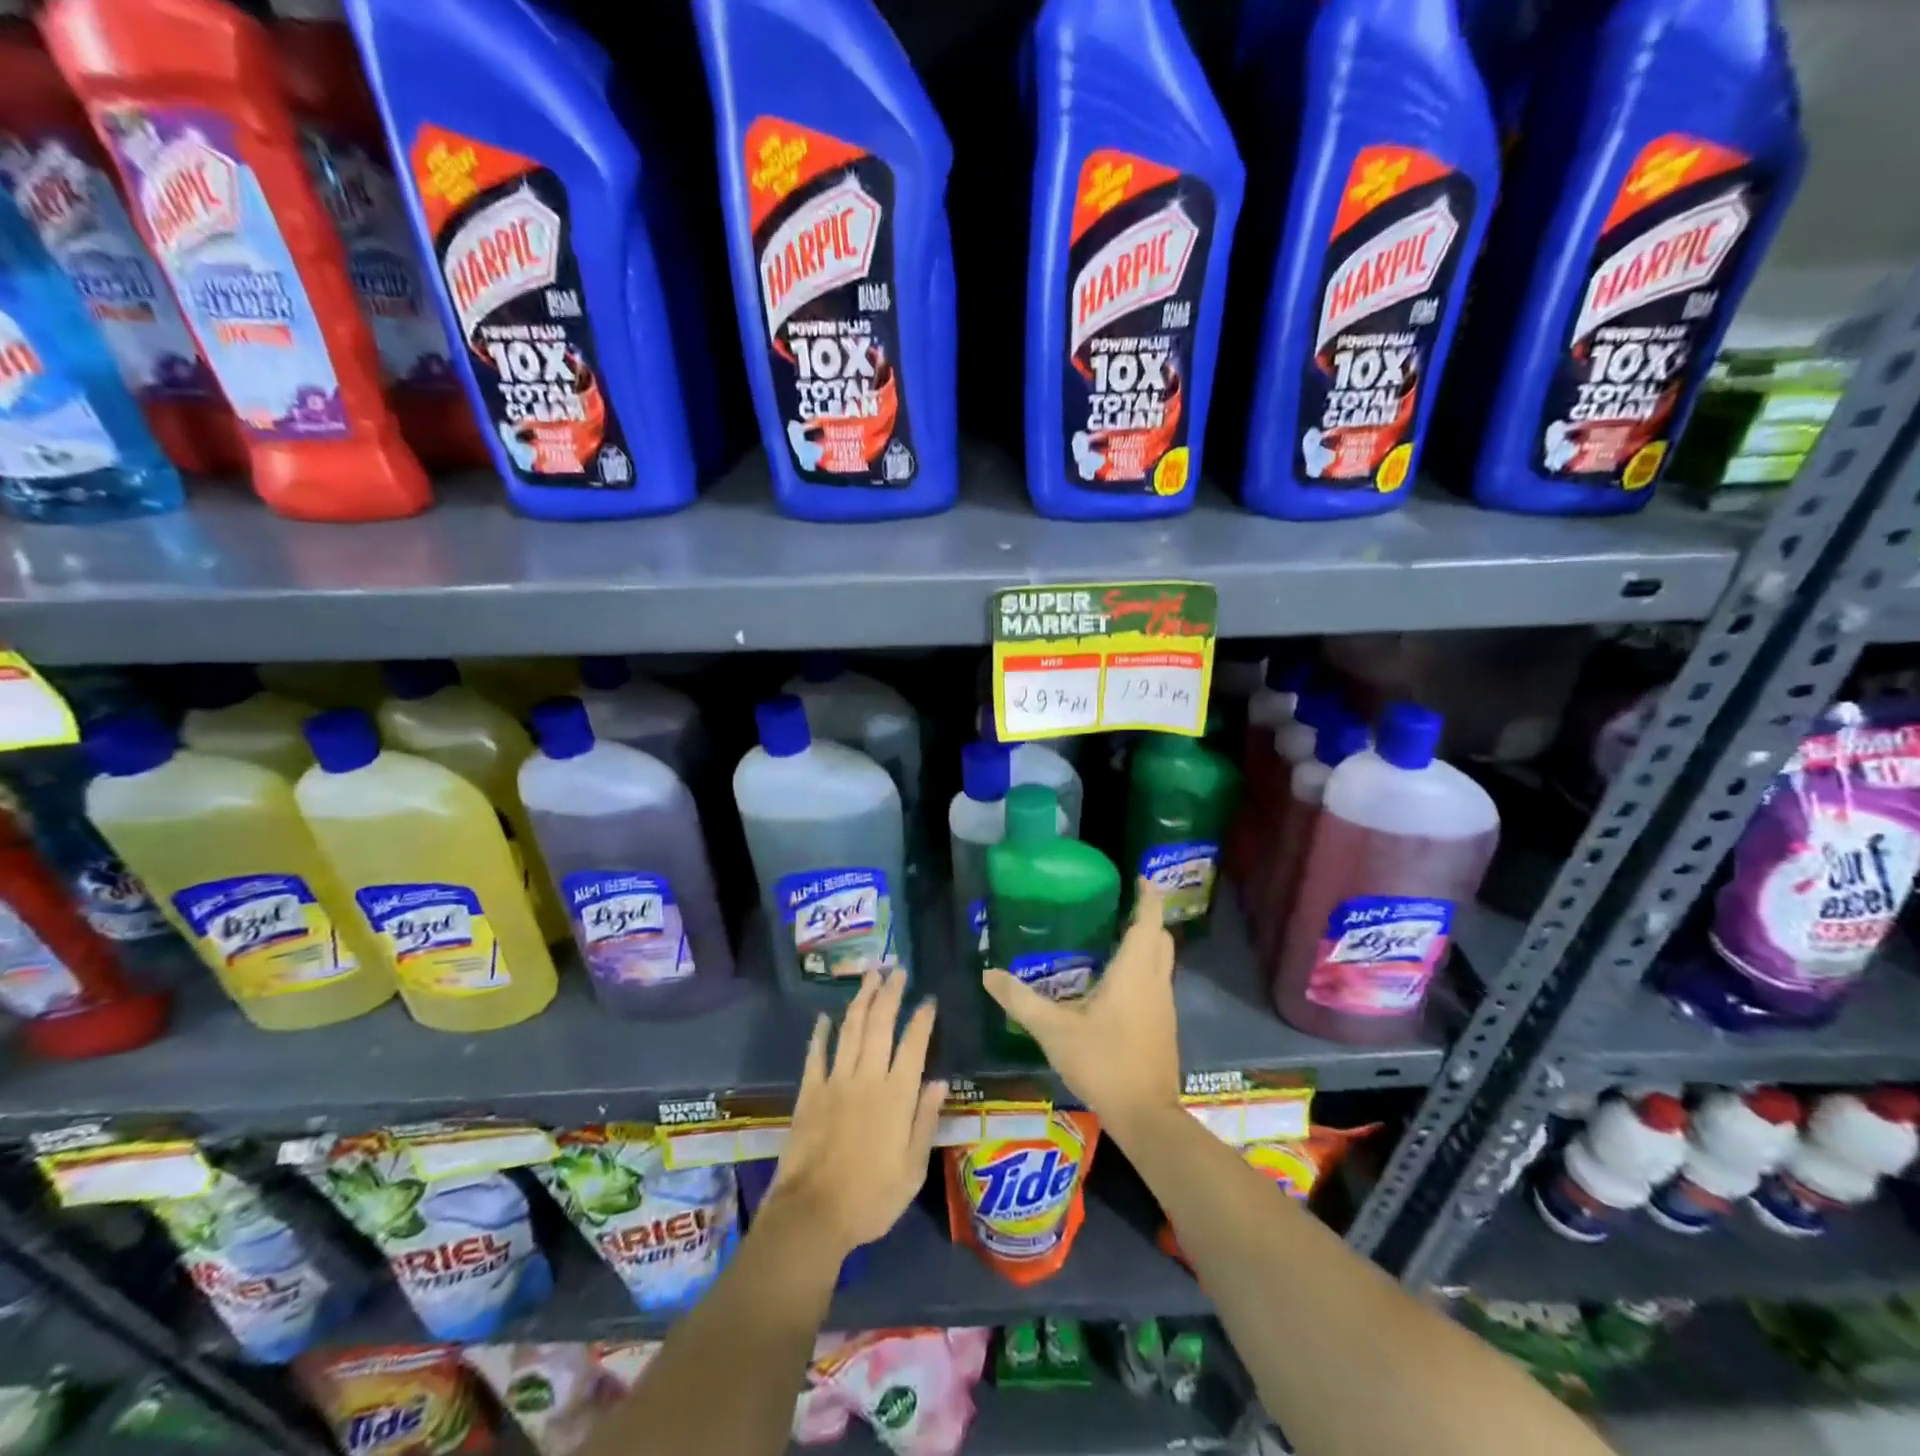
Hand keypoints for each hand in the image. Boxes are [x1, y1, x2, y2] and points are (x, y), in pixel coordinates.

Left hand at [767, 968, 946, 1259]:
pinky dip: (821, 1033)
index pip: (913, 1045)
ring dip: (862, 1000)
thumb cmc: (871, 1198)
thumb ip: (925, 1121)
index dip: (922, 1019)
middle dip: (890, 993)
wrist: (813, 1215)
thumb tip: (940, 1081)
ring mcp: (835, 1081)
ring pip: (851, 1029)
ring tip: (870, 976)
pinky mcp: (809, 1092)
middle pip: (880, 1024)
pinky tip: (824, 1017)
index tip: (929, 999)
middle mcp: (867, 1078)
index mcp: (897, 1096)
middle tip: (896, 969)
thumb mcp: (912, 1168)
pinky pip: (816, 1054)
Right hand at [982, 879, 1180, 1141]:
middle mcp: (1155, 982)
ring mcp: (1164, 1006)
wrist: (1146, 1116)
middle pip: (1160, 938)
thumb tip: (988, 975)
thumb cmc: (1103, 1062)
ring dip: (1145, 945)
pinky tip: (1116, 985)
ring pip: (1162, 961)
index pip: (1148, 921)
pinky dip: (1143, 970)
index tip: (1142, 877)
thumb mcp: (1054, 1031)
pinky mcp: (1164, 1026)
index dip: (1149, 896)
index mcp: (1134, 972)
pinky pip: (1157, 983)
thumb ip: (1020, 1001)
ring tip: (1113, 939)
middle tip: (1121, 908)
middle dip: (1147, 918)